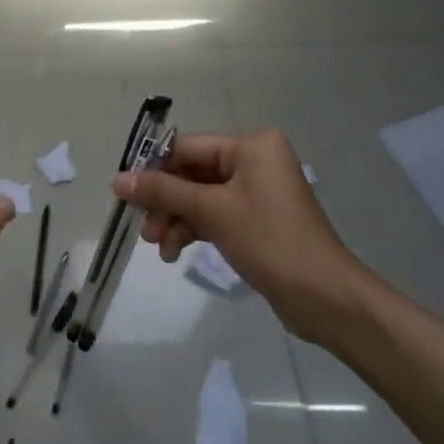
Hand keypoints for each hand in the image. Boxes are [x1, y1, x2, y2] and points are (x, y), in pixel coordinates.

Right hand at [113, 130, 366, 344]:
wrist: (325, 298)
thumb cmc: (270, 242)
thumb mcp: (211, 212)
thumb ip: (162, 192)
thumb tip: (117, 180)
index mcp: (250, 146)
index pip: (186, 147)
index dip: (153, 170)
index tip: (126, 195)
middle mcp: (255, 161)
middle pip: (191, 173)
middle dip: (165, 202)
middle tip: (145, 231)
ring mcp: (256, 191)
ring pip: (199, 197)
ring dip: (175, 220)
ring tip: (159, 248)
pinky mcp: (256, 219)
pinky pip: (214, 214)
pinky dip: (193, 229)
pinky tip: (176, 253)